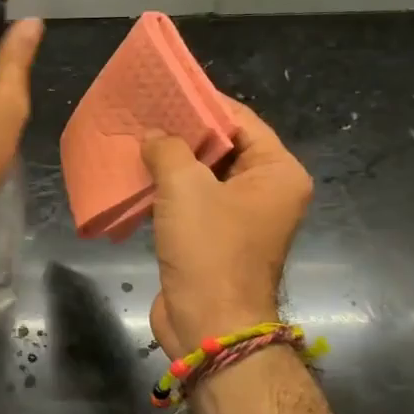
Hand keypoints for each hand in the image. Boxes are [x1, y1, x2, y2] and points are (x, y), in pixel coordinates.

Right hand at [142, 97, 312, 357]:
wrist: (209, 325)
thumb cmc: (209, 249)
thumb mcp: (185, 186)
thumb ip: (168, 149)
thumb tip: (154, 136)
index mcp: (277, 173)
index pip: (241, 121)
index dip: (204, 103)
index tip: (167, 89)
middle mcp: (265, 192)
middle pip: (223, 147)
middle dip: (184, 131)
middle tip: (145, 112)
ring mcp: (240, 218)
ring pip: (204, 176)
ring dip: (172, 161)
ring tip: (135, 139)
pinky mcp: (214, 238)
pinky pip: (191, 202)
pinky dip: (168, 189)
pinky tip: (137, 176)